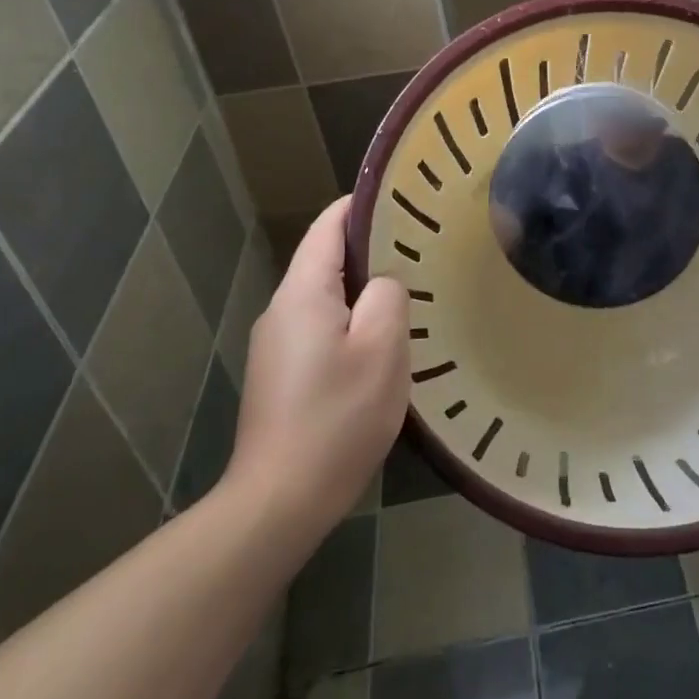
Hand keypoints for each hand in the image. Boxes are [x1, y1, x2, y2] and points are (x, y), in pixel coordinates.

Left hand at [227, 198, 409, 528]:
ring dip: (363, 289)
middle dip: (371, 248)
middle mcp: (281, 309)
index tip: (405, 198)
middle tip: (422, 248)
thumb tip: (383, 283)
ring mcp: (276, 343)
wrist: (279, 500)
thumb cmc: (337, 418)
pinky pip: (320, 327)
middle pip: (326, 259)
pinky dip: (351, 321)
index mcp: (303, 292)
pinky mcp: (280, 373)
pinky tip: (381, 343)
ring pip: (326, 296)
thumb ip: (387, 297)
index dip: (364, 205)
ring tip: (411, 292)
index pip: (329, 225)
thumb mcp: (381, 350)